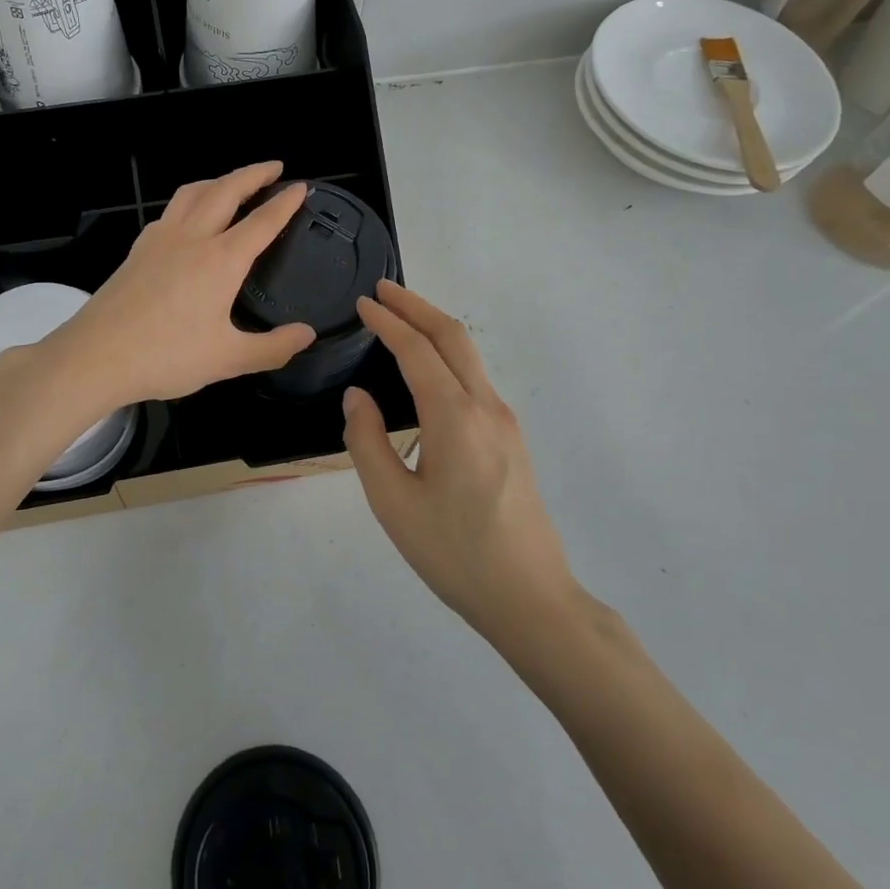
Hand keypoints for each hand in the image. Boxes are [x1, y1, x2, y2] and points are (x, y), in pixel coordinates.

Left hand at [50, 162, 317, 408]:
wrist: (96, 356)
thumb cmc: (166, 356)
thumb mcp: (227, 359)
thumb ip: (272, 347)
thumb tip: (307, 334)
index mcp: (220, 260)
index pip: (262, 222)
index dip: (284, 203)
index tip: (301, 187)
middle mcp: (192, 238)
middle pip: (226, 191)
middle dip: (253, 174)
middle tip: (274, 168)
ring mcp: (160, 239)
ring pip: (192, 193)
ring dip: (218, 180)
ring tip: (232, 183)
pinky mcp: (138, 249)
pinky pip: (170, 211)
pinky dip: (190, 200)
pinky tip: (188, 217)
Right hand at [341, 281, 576, 643]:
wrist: (531, 598)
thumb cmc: (455, 554)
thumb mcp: (394, 503)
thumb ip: (367, 442)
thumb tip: (358, 397)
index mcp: (454, 417)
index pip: (417, 350)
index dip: (388, 322)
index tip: (362, 303)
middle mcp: (486, 407)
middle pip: (453, 336)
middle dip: (416, 306)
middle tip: (383, 290)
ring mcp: (505, 422)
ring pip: (469, 355)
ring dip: (434, 328)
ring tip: (400, 320)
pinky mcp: (511, 439)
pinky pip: (475, 379)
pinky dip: (447, 355)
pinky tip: (427, 370)